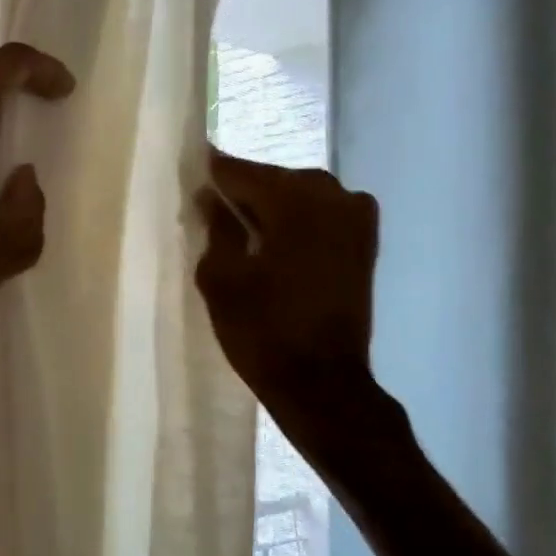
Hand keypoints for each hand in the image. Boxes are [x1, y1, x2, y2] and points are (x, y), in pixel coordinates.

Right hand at [195, 151, 379, 418]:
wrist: (322, 383)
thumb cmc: (263, 330)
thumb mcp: (221, 277)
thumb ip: (216, 228)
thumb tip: (210, 199)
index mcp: (294, 199)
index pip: (241, 171)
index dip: (213, 173)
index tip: (190, 171)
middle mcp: (332, 195)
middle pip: (274, 180)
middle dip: (244, 192)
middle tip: (211, 209)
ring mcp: (356, 218)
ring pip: (301, 196)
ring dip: (272, 208)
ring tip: (241, 229)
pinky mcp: (365, 243)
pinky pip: (322, 215)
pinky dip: (297, 222)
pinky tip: (274, 241)